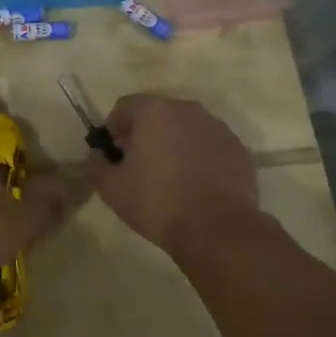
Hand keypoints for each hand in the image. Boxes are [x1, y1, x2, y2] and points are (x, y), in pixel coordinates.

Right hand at [87, 93, 258, 253]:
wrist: (217, 228)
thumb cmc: (157, 202)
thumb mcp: (111, 188)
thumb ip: (97, 165)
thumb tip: (97, 155)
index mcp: (155, 111)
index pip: (124, 107)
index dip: (113, 129)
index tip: (113, 155)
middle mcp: (188, 110)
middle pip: (157, 114)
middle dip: (144, 134)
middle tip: (138, 166)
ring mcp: (218, 128)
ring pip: (185, 129)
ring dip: (173, 144)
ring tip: (169, 177)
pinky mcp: (238, 149)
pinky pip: (208, 146)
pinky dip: (198, 157)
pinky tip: (195, 186)